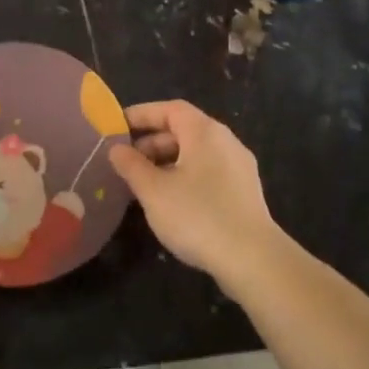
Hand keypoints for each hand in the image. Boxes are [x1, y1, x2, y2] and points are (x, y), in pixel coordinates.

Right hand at [108, 101, 283, 278]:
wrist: (252, 258)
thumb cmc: (197, 216)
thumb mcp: (153, 190)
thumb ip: (131, 165)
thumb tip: (116, 149)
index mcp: (205, 132)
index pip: (170, 109)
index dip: (141, 114)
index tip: (116, 127)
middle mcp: (226, 141)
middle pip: (184, 130)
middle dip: (151, 142)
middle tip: (125, 161)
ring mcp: (239, 167)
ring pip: (196, 153)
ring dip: (166, 162)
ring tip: (142, 184)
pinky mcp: (244, 191)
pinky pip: (208, 171)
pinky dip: (184, 176)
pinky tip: (170, 201)